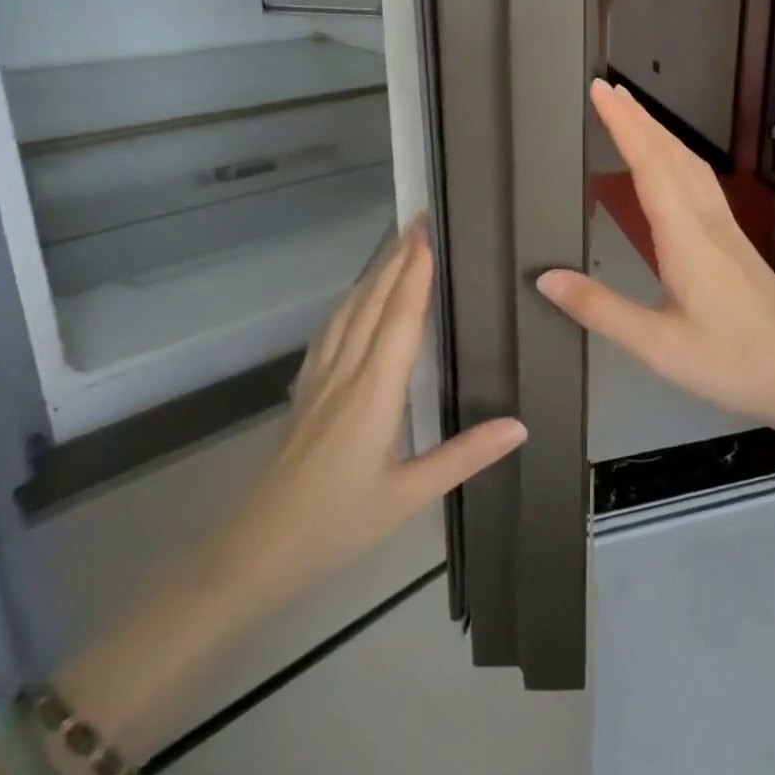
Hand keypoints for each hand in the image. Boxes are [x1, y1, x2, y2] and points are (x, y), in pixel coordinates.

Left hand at [212, 221, 526, 616]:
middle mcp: (345, 373)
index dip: (414, 272)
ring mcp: (319, 380)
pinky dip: (348, 303)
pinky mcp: (305, 393)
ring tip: (393, 247)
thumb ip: (465, 456)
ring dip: (372, 274)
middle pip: (372, 302)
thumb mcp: (409, 495)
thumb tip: (520, 424)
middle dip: (396, 258)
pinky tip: (353, 303)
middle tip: (418, 221)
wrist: (255, 552)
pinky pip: (330, 332)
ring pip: (348, 312)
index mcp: (374, 391)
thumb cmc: (337, 524)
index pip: (399, 317)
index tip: (428, 234)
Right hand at [538, 79, 774, 434]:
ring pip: (691, 166)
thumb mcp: (657, 346)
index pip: (650, 164)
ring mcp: (726, 229)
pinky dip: (678, 159)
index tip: (599, 90)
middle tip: (608, 89)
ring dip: (660, 134)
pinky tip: (672, 167)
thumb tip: (546, 277)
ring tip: (633, 116)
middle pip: (672, 155)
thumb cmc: (731, 362)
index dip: (623, 125)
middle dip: (639, 119)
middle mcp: (707, 221)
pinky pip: (702, 184)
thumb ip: (601, 310)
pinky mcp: (736, 242)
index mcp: (686, 237)